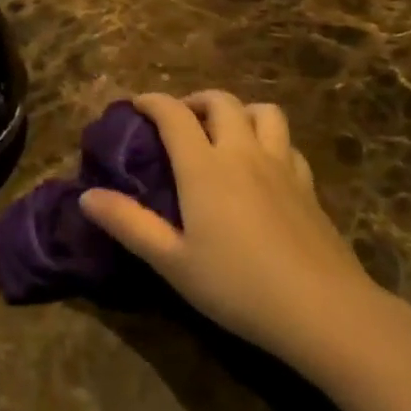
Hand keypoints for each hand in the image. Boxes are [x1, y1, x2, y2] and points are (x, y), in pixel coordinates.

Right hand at [81, 92, 377, 373]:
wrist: (323, 310)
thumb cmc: (237, 286)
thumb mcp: (172, 261)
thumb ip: (128, 224)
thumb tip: (87, 196)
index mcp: (205, 167)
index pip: (174, 114)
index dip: (152, 102)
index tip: (136, 104)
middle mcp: (244, 153)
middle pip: (221, 102)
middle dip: (194, 100)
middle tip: (179, 120)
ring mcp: (282, 166)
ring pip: (264, 112)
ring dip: (239, 111)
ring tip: (225, 132)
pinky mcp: (309, 186)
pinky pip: (288, 143)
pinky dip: (270, 140)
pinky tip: (263, 165)